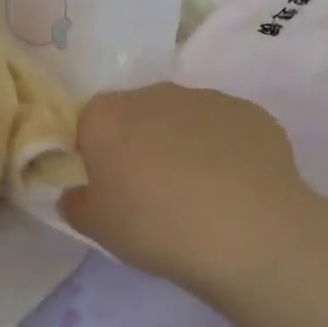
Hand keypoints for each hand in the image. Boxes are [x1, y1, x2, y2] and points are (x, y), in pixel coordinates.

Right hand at [61, 82, 312, 294]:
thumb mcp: (96, 228)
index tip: (108, 188)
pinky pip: (225, 131)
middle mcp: (154, 94)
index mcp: (106, 115)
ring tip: (199, 195)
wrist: (249, 232)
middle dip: (140, 146)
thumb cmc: (156, 226)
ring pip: (183, 120)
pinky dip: (225, 152)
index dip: (96, 156)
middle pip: (136, 116)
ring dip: (183, 146)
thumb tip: (78, 192)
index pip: (88, 125)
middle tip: (151, 194)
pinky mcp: (251, 113)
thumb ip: (76, 203)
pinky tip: (235, 190)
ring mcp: (207, 99)